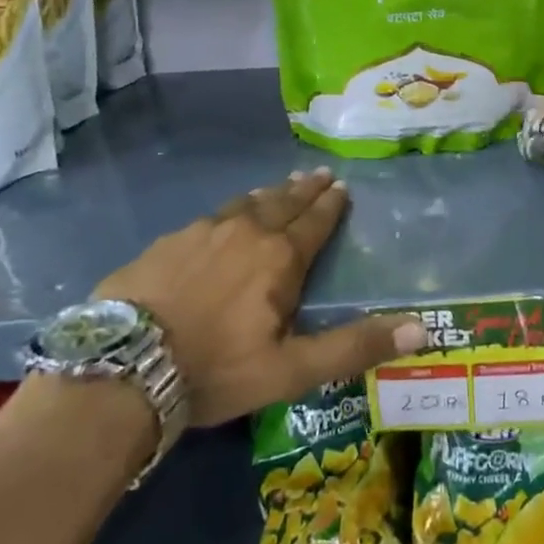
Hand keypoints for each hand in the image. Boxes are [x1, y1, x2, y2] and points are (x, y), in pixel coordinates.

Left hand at [92, 169, 424, 426]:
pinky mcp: (168, 242)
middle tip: (320, 174)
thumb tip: (421, 327)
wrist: (123, 367)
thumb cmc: (216, 370)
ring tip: (279, 187)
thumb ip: (354, 347)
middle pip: (283, 202)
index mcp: (279, 257)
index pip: (314, 221)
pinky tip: (223, 217)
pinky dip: (229, 211)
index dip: (331, 204)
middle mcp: (246, 231)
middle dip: (305, 189)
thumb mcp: (292, 369)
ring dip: (268, 194)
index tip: (342, 186)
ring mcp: (202, 231)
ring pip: (245, 204)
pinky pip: (210, 217)